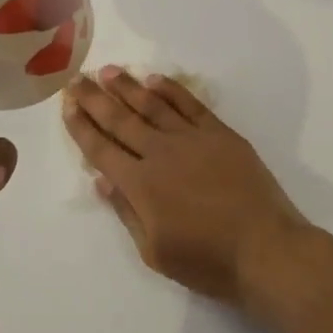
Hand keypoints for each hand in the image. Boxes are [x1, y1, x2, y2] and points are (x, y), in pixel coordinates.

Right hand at [62, 67, 311, 307]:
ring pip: (151, 105)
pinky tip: (154, 79)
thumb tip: (101, 179)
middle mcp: (160, 153)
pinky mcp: (220, 134)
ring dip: (127, 86)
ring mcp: (192, 139)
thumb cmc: (207, 261)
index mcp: (140, 184)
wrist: (267, 250)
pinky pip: (190, 104)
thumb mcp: (154, 251)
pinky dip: (170, 90)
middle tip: (76, 78)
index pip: (100, 149)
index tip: (66, 103)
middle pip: (120, 119)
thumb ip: (126, 212)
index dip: (81, 125)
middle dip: (94, 98)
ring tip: (107, 70)